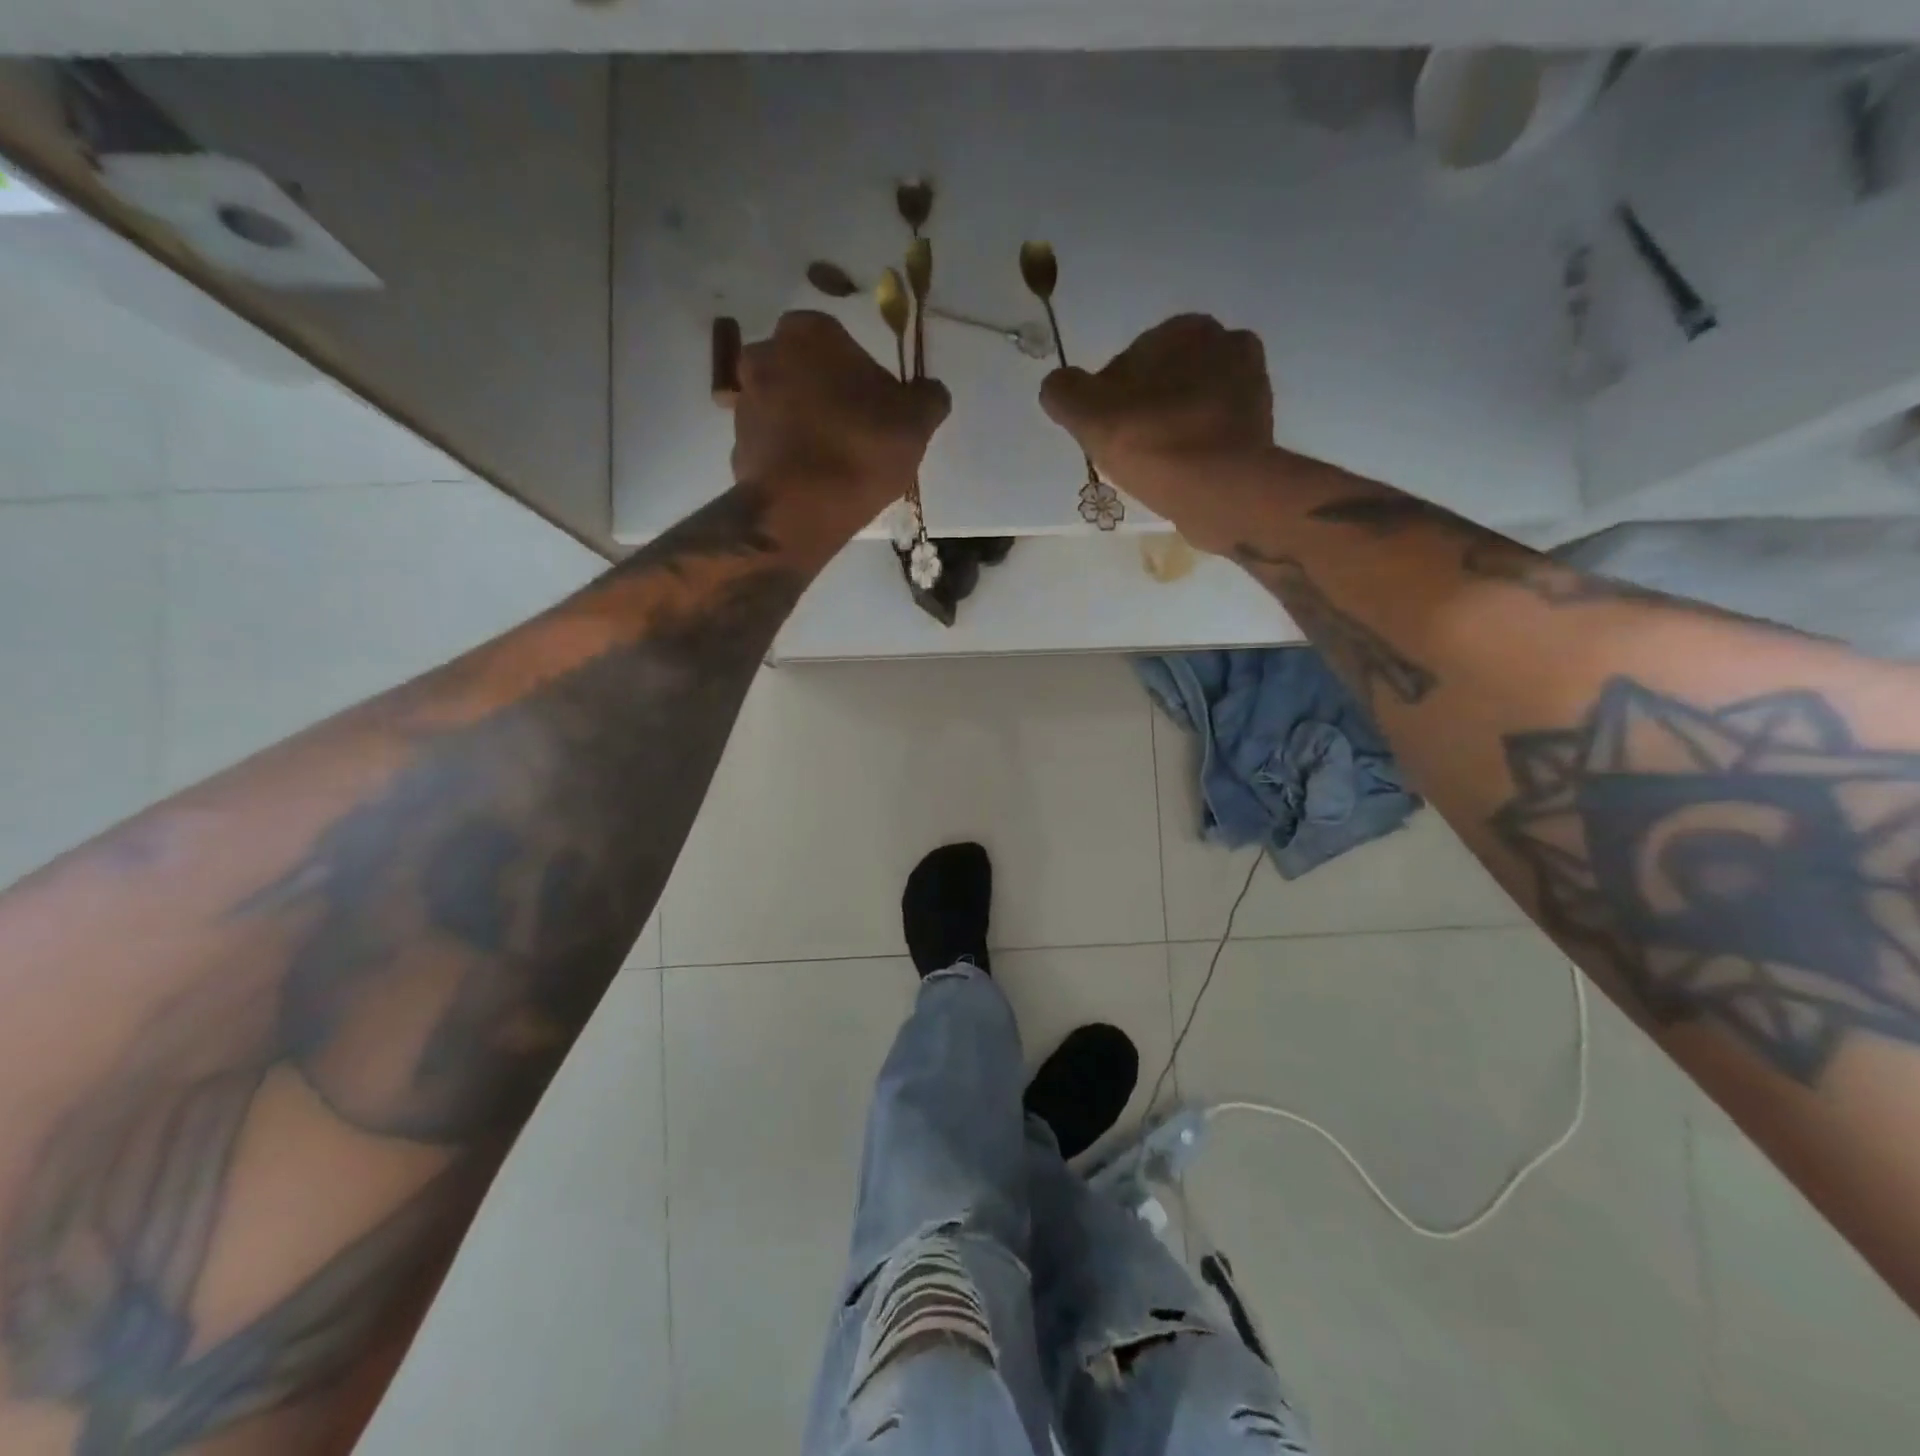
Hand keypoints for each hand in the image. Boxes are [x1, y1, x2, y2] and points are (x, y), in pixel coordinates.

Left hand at [733, 312, 949, 527]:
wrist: (799, 509)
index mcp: (808, 332)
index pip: (840, 340)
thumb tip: (930, 391)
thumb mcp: (915, 422)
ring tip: (833, 461)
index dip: (861, 373)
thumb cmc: (860, 449)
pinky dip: (788, 454)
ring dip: (805, 423)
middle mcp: (765, 354)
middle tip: (855, 431)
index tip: (877, 406)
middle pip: (806, 369)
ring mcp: (744, 401)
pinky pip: (771, 442)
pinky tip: (811, 480)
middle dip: (826, 393)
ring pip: (784, 404)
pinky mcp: (735, 444)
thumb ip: (928, 397)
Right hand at [1040, 315, 1274, 551]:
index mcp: (1186, 328)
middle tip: (1128, 451)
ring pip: (1189, 406)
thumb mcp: (1088, 414)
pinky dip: (1195, 448)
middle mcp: (1227, 343)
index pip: (1129, 360)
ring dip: (1171, 428)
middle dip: (1145, 408)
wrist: (1221, 491)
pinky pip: (1213, 433)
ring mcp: (1251, 387)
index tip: (1105, 432)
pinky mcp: (1261, 427)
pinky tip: (1181, 473)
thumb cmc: (1153, 442)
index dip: (1110, 398)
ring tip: (1154, 466)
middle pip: (1163, 381)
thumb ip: (1064, 392)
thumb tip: (1058, 386)